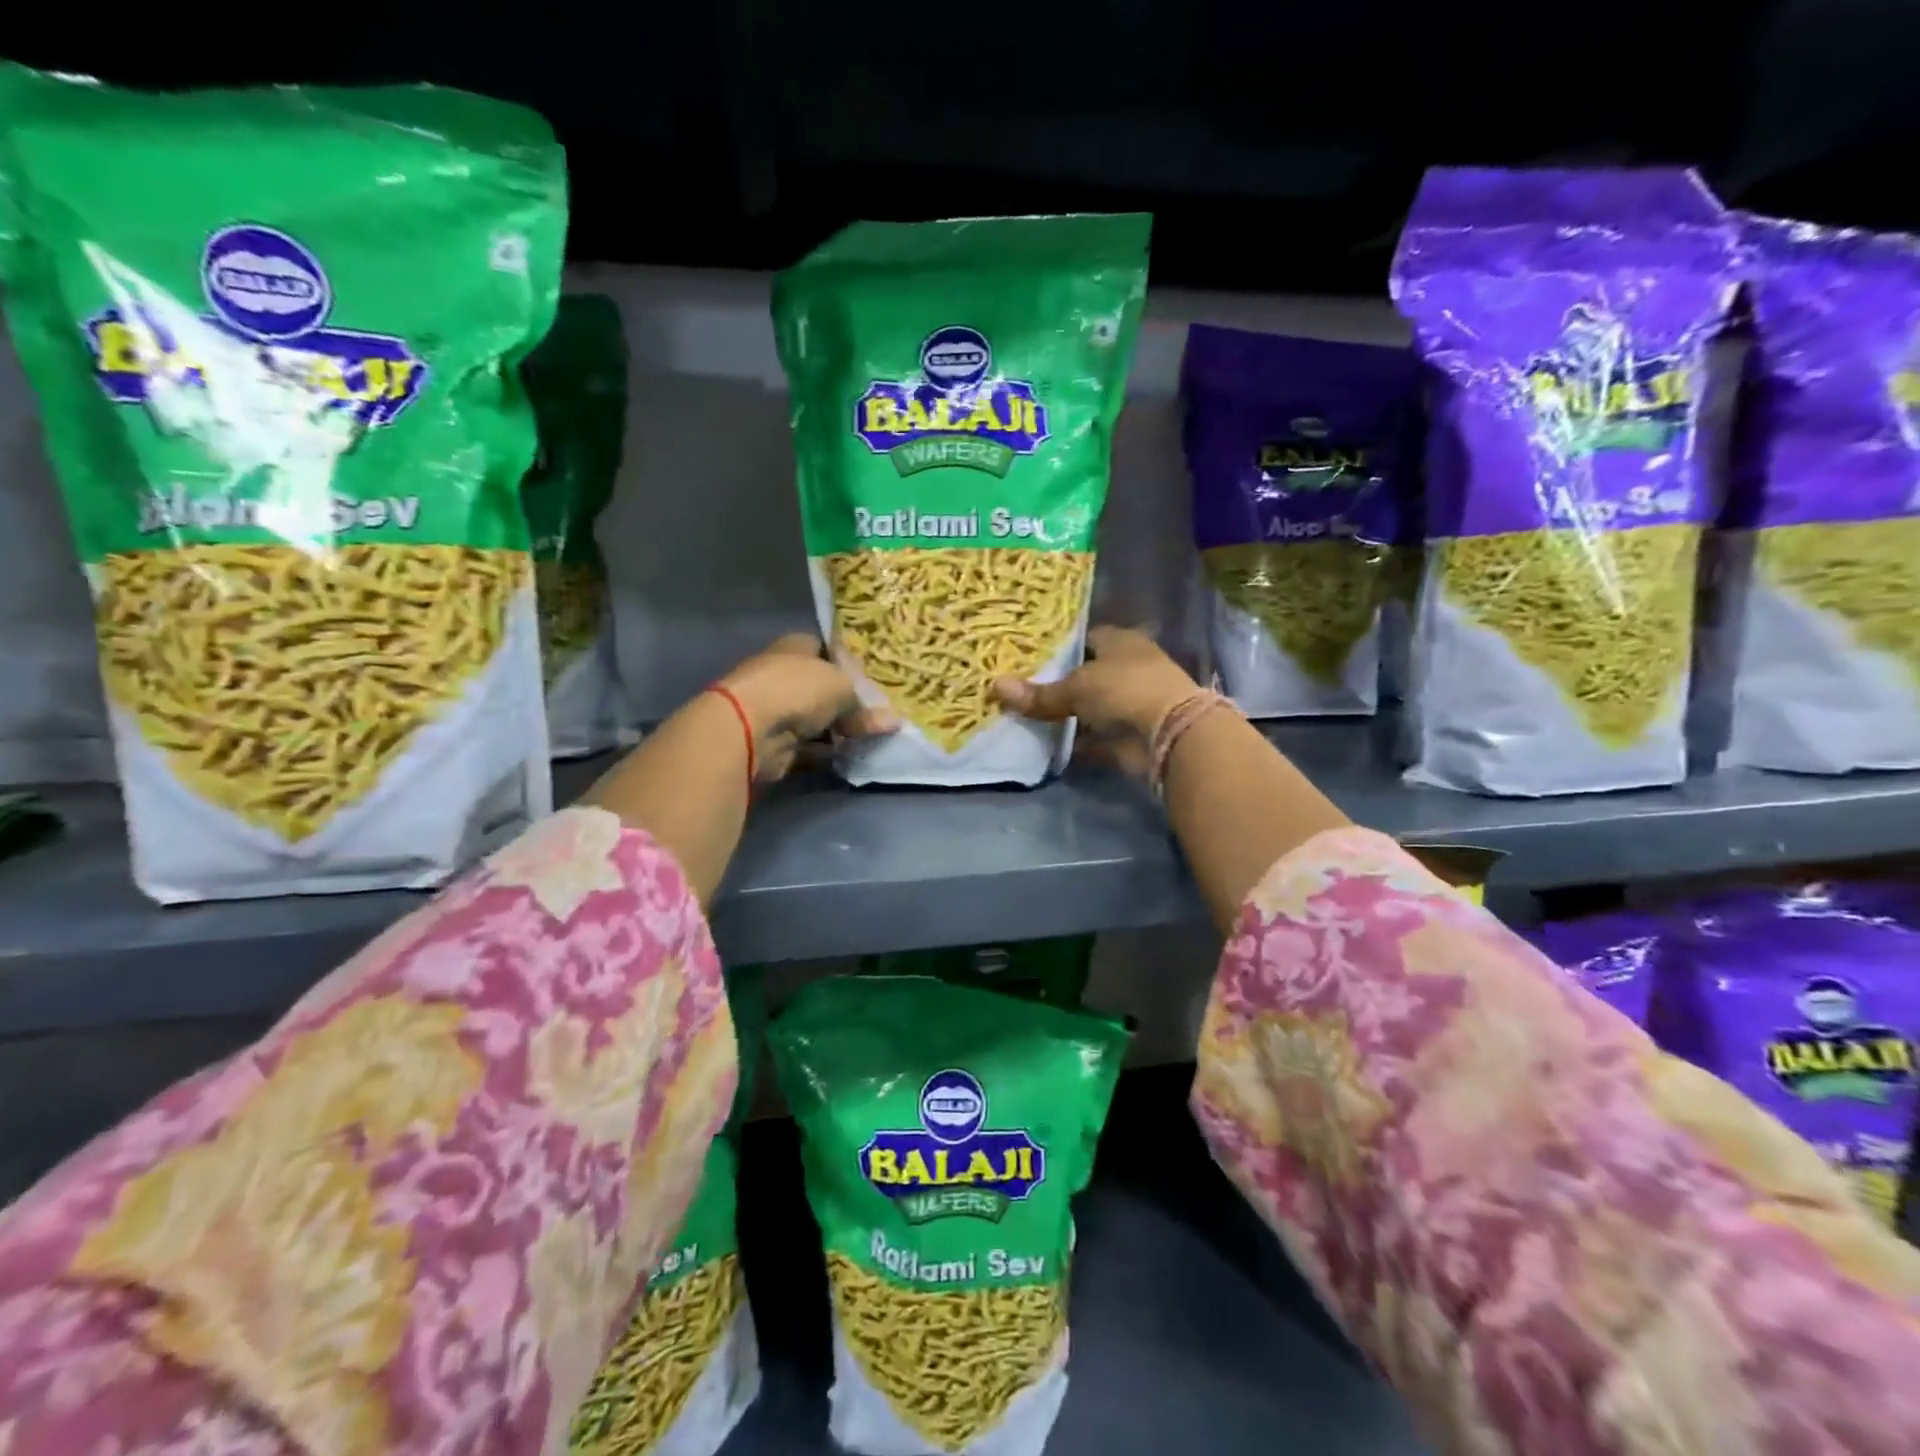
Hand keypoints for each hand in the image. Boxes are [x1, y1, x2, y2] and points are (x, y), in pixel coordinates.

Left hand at [717, 633, 894, 780]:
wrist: (749, 729)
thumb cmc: (797, 690)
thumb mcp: (842, 687)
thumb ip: (864, 704)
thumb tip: (891, 720)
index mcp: (795, 647)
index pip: (825, 649)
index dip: (848, 662)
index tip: (872, 680)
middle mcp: (783, 674)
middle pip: (822, 687)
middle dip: (848, 702)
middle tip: (879, 714)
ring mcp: (776, 709)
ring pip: (817, 719)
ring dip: (839, 730)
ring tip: (872, 738)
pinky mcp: (774, 742)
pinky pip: (810, 747)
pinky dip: (827, 752)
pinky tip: (851, 756)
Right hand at [992, 626, 1198, 764]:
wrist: (1170, 734)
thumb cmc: (1124, 689)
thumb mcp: (1076, 687)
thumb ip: (1039, 693)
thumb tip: (995, 686)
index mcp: (1120, 641)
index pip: (1085, 638)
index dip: (1058, 646)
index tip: (1028, 655)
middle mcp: (1128, 668)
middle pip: (1085, 674)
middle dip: (1058, 682)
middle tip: (1020, 687)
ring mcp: (1130, 703)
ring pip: (1089, 707)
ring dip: (1066, 715)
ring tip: (1024, 715)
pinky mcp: (1129, 735)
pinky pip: (1094, 737)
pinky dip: (1075, 742)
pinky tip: (1045, 744)